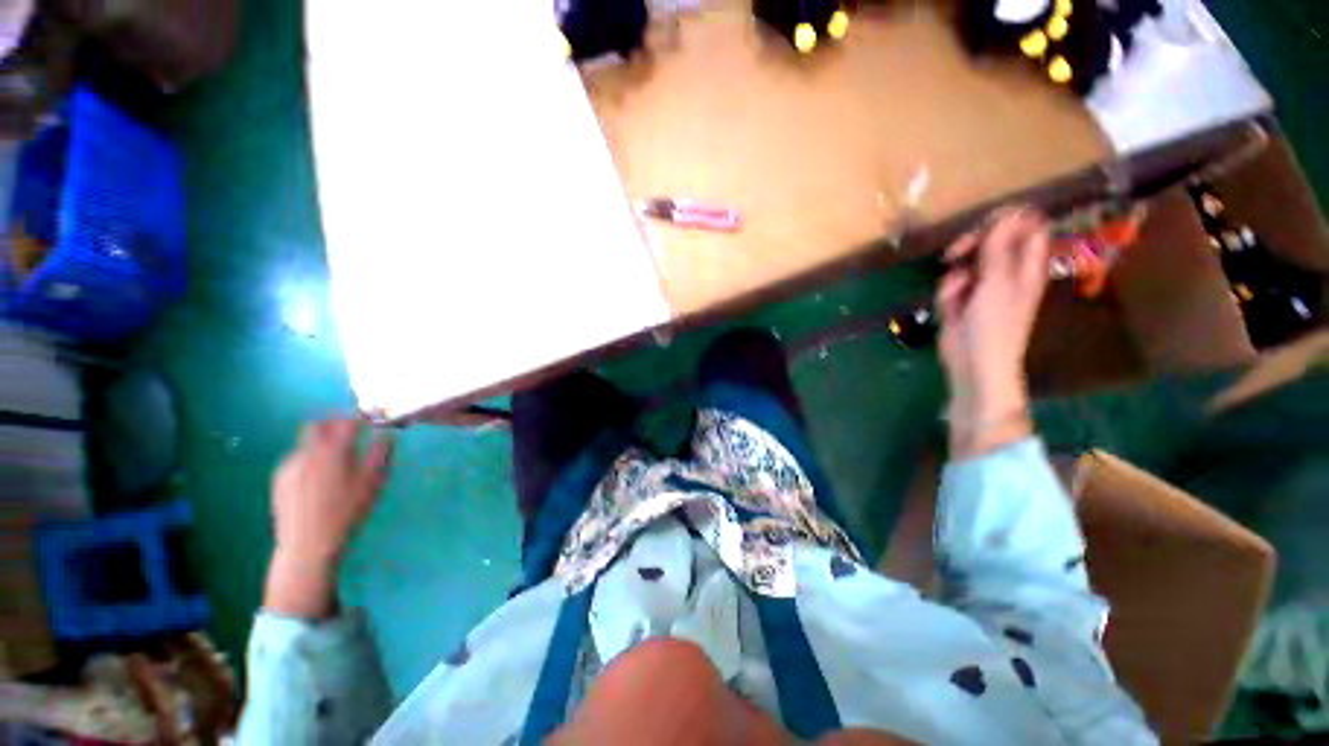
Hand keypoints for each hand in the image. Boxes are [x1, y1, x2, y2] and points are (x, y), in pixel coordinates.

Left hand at [263, 419, 392, 618]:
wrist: (308, 544)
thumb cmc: (348, 512)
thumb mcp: (373, 482)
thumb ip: (381, 454)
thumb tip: (388, 434)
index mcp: (333, 450)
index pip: (346, 421)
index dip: (360, 415)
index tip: (370, 415)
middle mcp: (308, 452)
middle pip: (317, 424)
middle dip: (334, 421)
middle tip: (350, 428)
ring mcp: (290, 465)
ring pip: (306, 442)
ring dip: (322, 441)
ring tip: (337, 455)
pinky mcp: (279, 479)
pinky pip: (297, 458)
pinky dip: (310, 457)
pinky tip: (319, 475)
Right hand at [937, 208, 1049, 457]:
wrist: (973, 364)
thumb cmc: (993, 327)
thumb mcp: (996, 284)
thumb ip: (999, 249)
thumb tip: (1006, 215)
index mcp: (1026, 267)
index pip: (1027, 229)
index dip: (1008, 221)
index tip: (985, 224)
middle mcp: (1007, 274)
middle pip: (992, 241)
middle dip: (970, 245)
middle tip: (955, 253)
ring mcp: (984, 289)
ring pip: (966, 265)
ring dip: (955, 277)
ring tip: (954, 293)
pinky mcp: (963, 302)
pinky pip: (951, 285)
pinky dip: (947, 295)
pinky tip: (950, 311)